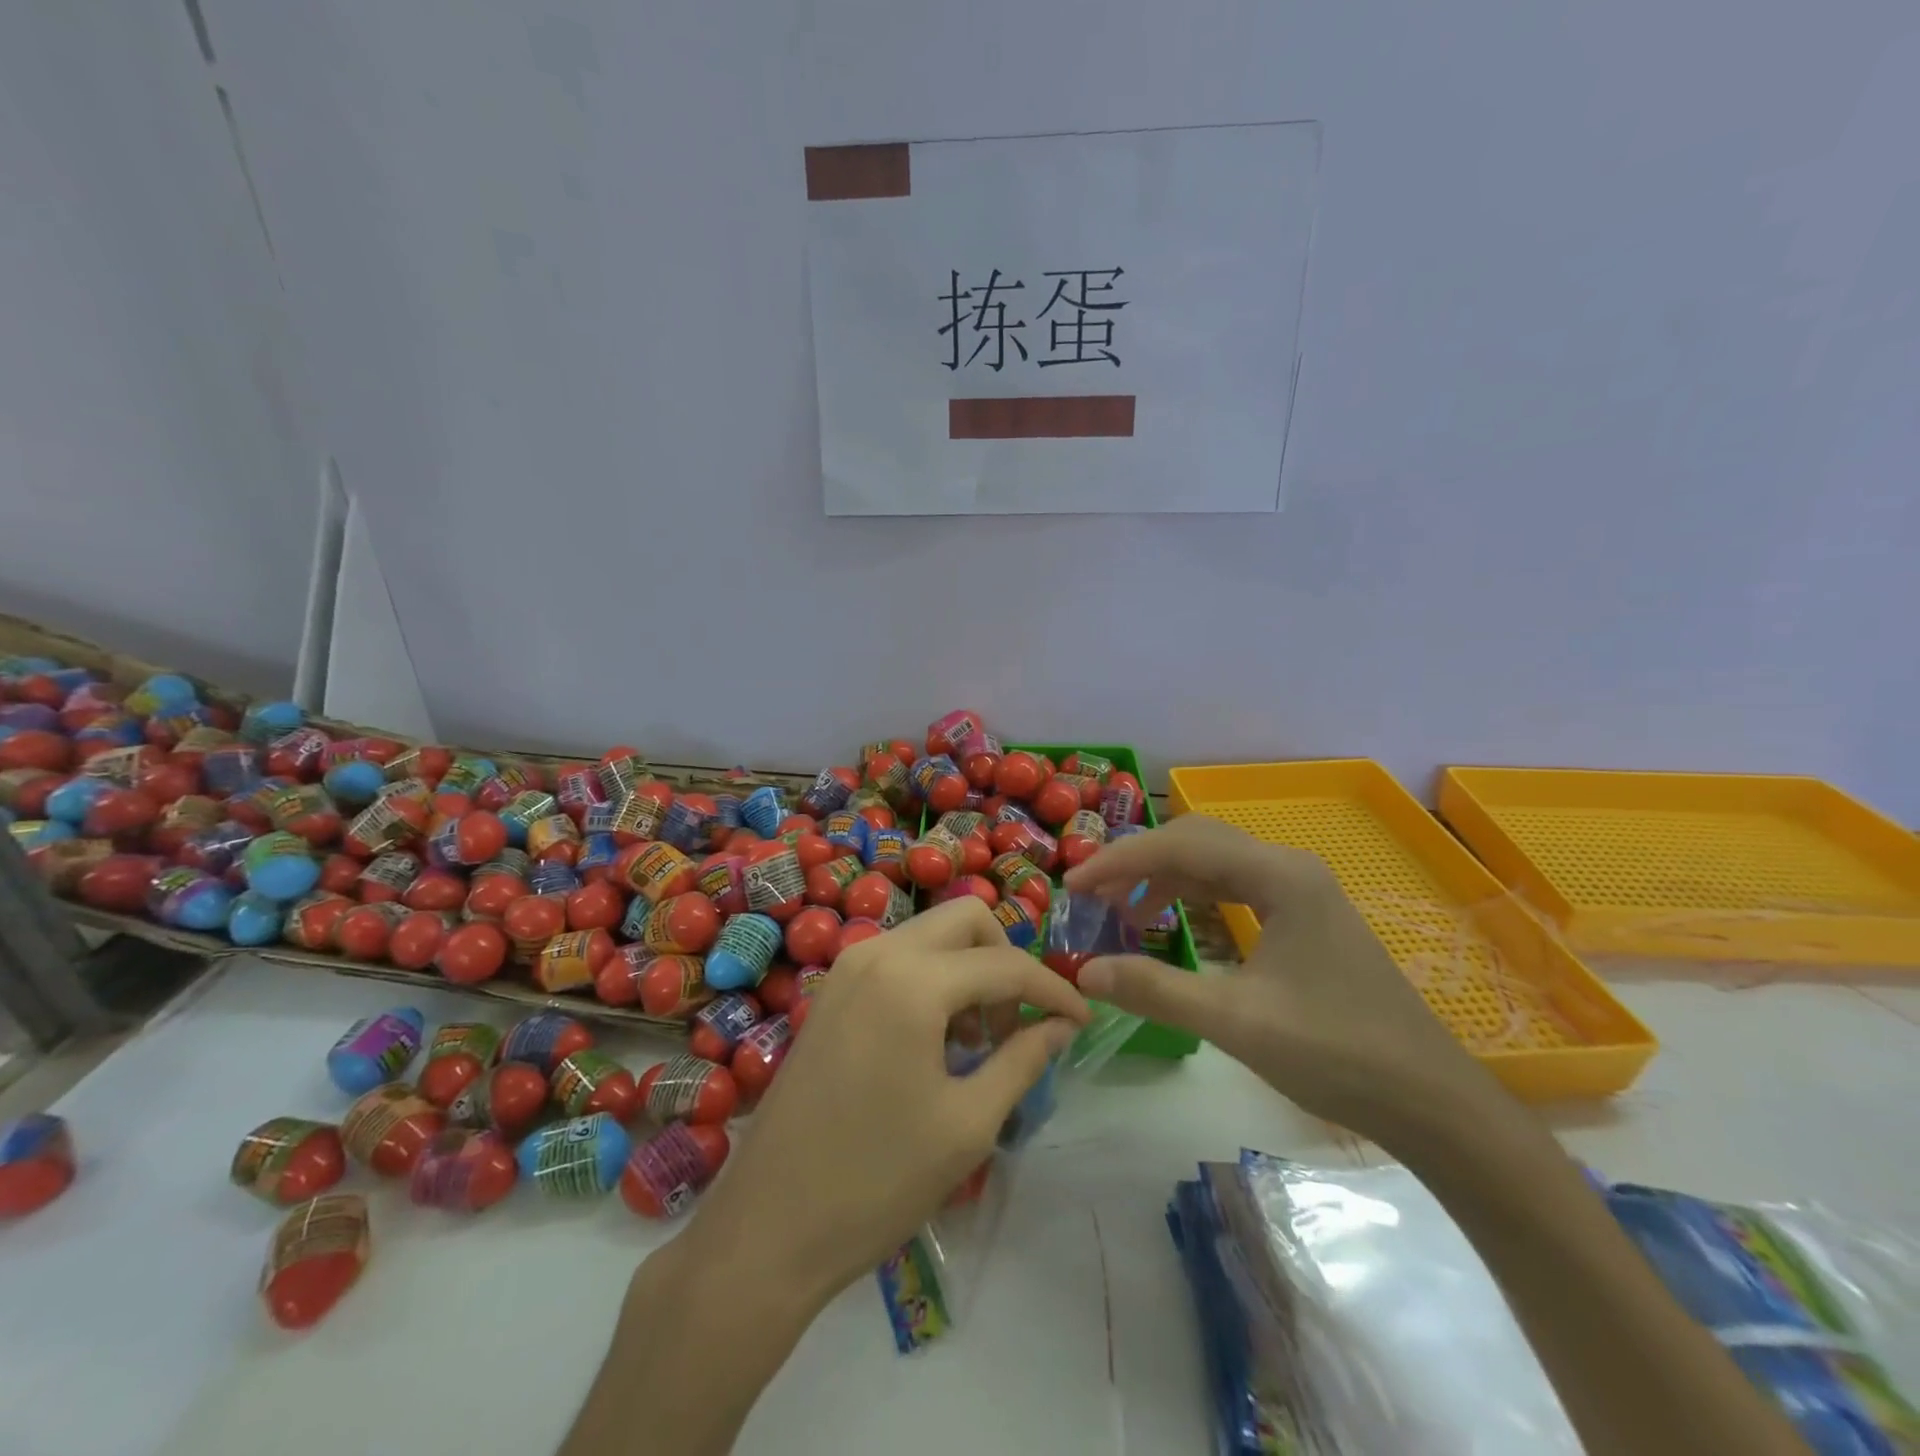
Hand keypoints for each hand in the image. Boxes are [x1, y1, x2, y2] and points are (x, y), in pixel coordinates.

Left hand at [688, 897, 1089, 1304]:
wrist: (768, 1227)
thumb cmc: (876, 1181)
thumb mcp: (967, 1124)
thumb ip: (1022, 1059)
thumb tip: (1060, 1024)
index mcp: (913, 980)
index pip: (1006, 964)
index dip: (1053, 989)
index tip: (1082, 1021)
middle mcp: (878, 953)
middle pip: (966, 920)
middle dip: (1005, 960)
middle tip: (1015, 1026)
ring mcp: (848, 967)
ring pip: (931, 935)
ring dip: (968, 969)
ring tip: (976, 1043)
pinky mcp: (832, 990)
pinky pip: (899, 958)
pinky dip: (933, 979)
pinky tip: (935, 1040)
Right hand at [1064, 815, 1491, 1140]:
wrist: (1431, 1100)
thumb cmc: (1336, 1054)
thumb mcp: (1235, 1023)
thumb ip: (1156, 991)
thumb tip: (1083, 972)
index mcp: (1278, 876)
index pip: (1180, 846)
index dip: (1119, 861)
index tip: (1074, 886)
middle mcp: (1289, 867)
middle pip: (1195, 840)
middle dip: (1138, 861)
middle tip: (1092, 894)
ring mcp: (1301, 889)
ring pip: (1214, 860)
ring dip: (1163, 875)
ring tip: (1120, 908)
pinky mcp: (1305, 914)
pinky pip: (1234, 884)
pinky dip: (1192, 893)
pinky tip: (1169, 918)